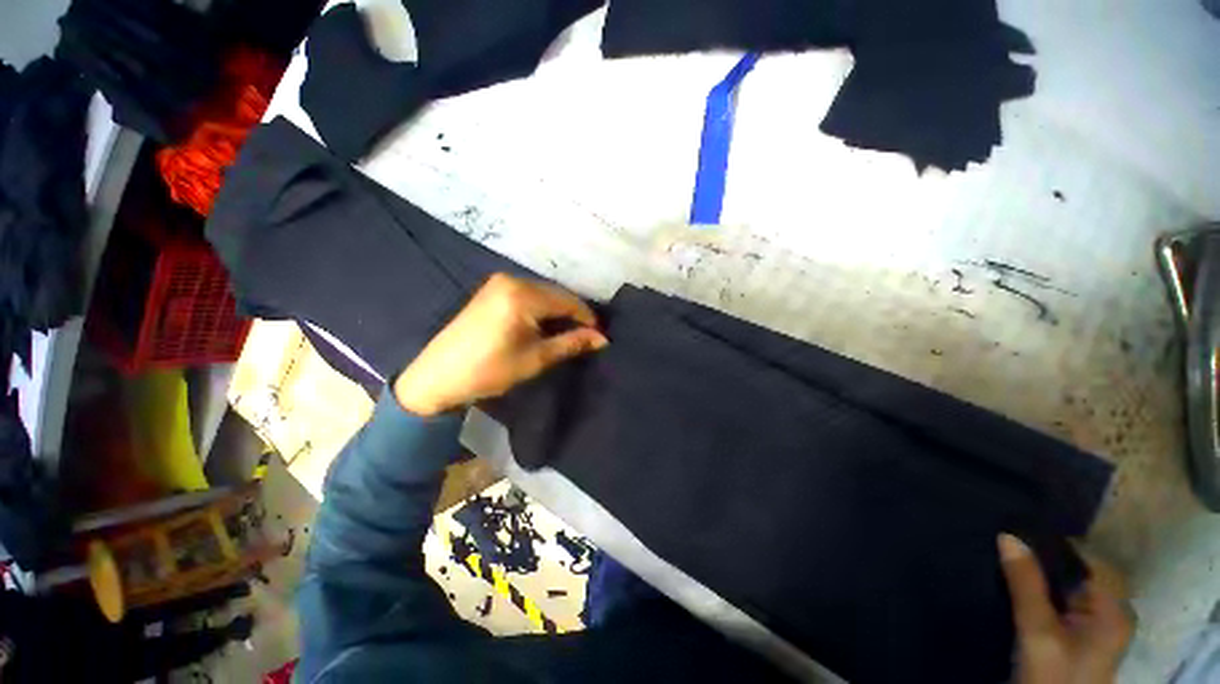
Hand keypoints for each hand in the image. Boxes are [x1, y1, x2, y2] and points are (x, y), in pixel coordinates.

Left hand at [394, 273, 607, 415]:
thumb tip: (602, 339)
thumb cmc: (489, 370)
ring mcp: (500, 282)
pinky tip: (545, 324)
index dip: (587, 318)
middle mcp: (513, 280)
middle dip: (573, 314)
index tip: (600, 336)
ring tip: (568, 333)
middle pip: (556, 294)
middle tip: (586, 337)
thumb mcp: (536, 358)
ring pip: (544, 293)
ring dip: (558, 311)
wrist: (438, 376)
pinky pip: (529, 294)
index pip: (568, 301)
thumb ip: (571, 343)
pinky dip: (542, 308)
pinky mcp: (492, 289)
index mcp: (523, 295)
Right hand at [999, 534, 1133, 683]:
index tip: (1019, 530)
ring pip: (1070, 585)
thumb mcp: (1037, 631)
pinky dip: (1044, 590)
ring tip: (1010, 558)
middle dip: (1047, 558)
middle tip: (1008, 543)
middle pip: (1081, 571)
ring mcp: (1098, 625)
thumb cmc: (1052, 676)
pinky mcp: (1081, 635)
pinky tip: (1020, 586)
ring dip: (1043, 574)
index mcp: (1115, 608)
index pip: (1090, 558)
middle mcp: (1112, 611)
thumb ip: (1026, 584)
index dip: (1056, 543)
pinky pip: (1064, 600)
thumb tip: (1008, 535)